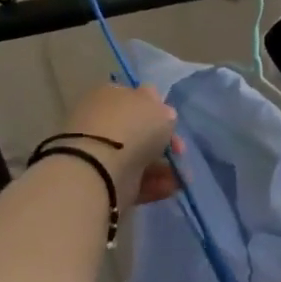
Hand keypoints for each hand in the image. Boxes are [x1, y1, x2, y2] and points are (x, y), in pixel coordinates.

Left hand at [57, 84, 181, 207]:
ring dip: (163, 165)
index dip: (159, 110)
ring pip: (140, 156)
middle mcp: (103, 121)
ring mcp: (101, 152)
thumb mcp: (161, 109)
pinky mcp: (103, 179)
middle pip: (140, 130)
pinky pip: (135, 179)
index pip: (137, 97)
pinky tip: (170, 187)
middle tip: (179, 151)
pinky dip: (154, 183)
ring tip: (180, 175)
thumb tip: (162, 117)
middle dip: (164, 142)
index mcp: (111, 94)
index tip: (174, 124)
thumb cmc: (132, 127)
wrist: (99, 167)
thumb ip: (164, 112)